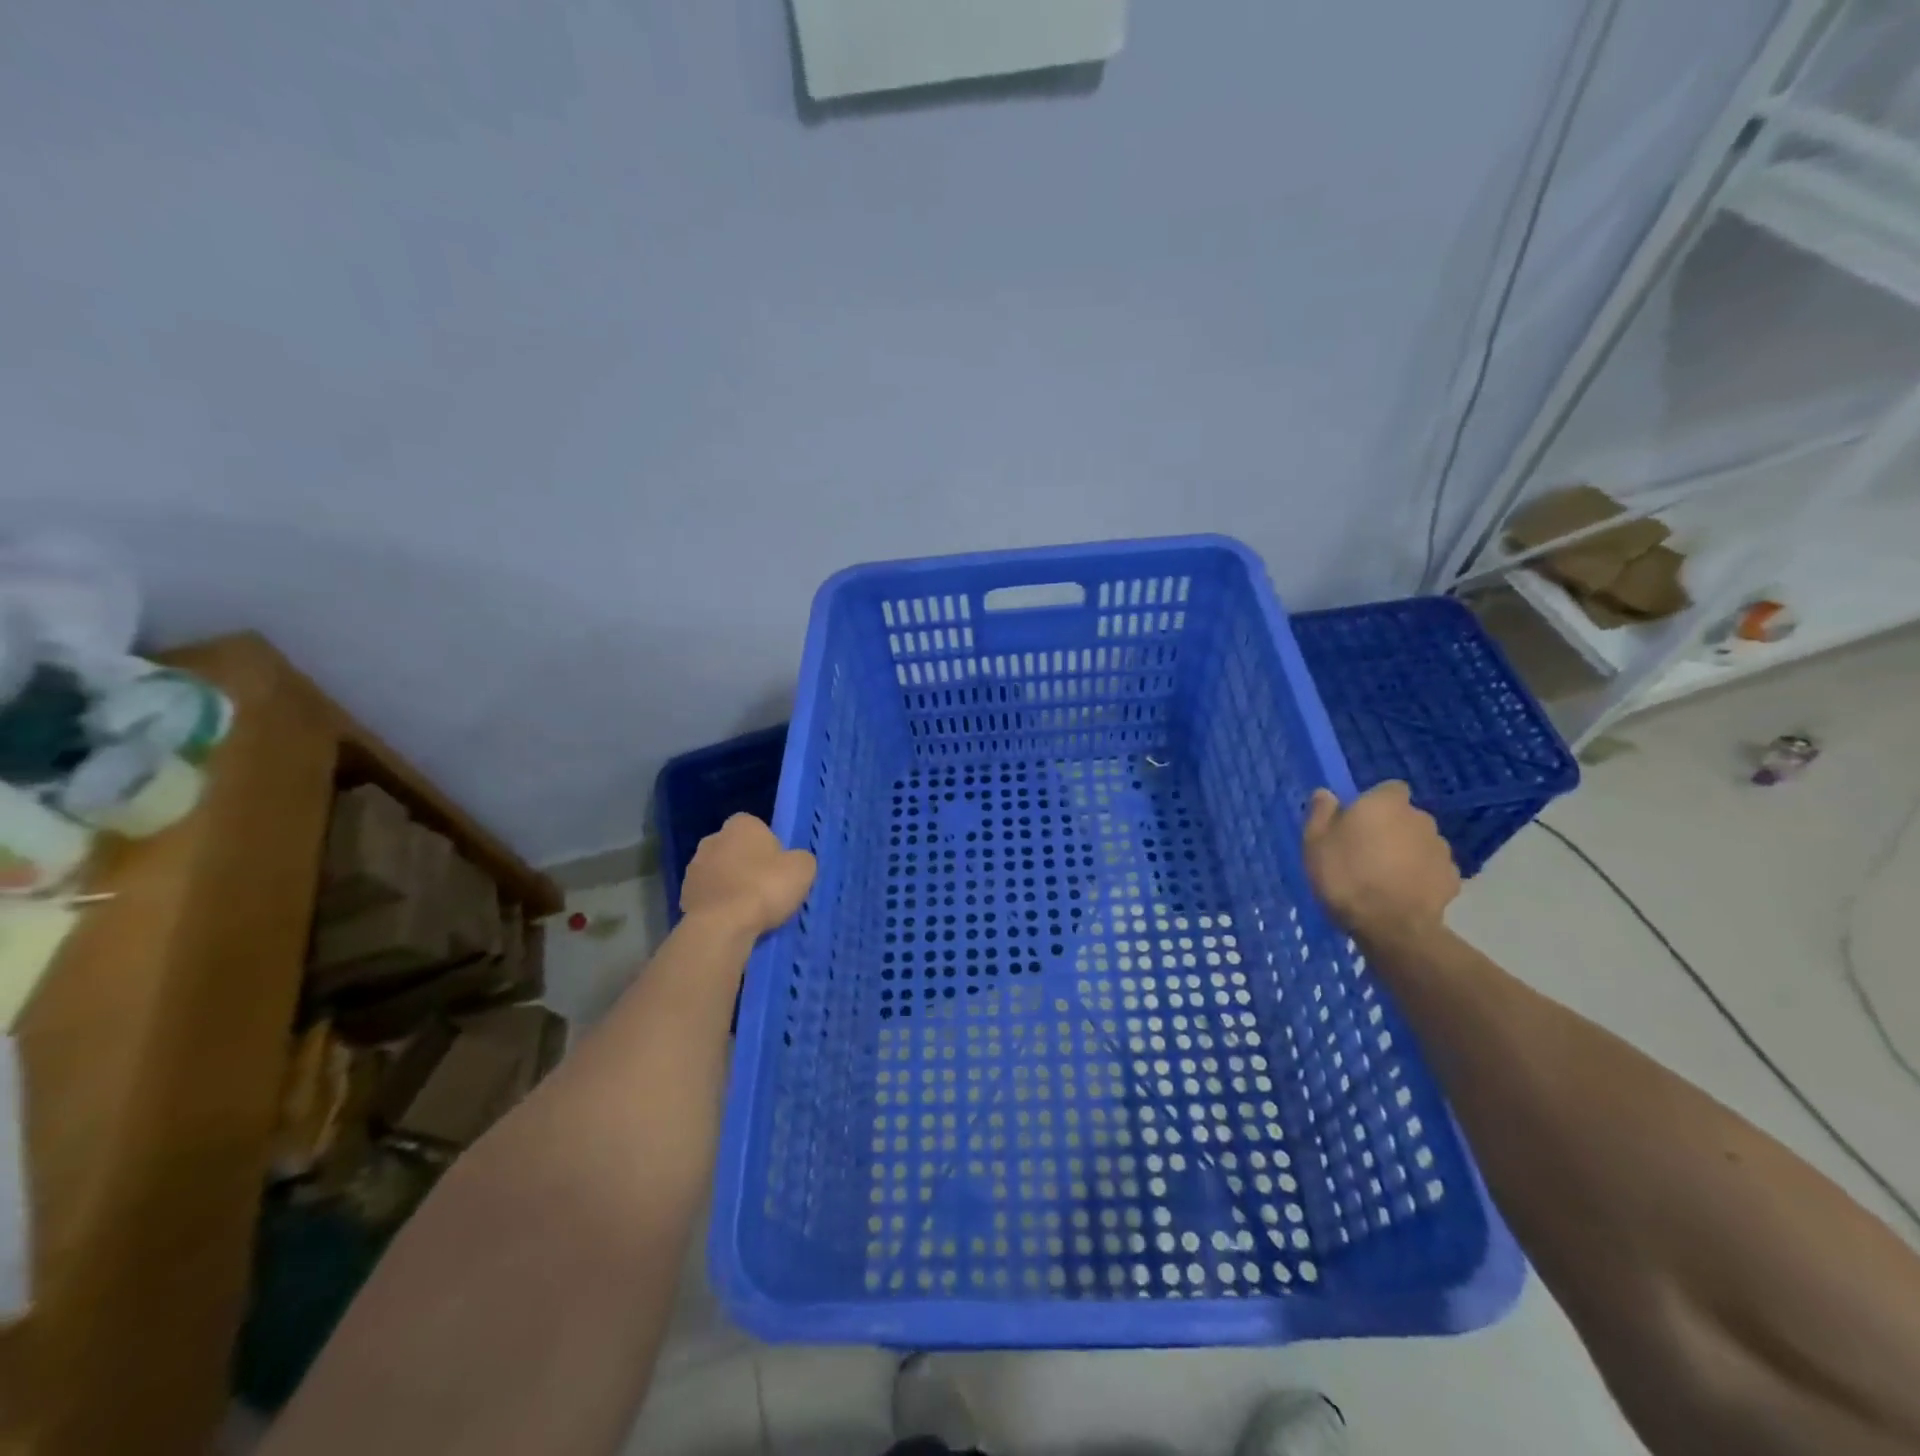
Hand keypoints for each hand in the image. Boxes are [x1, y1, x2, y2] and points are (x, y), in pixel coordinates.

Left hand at [679, 814, 815, 938]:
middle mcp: (712, 839)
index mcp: (740, 825)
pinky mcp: (683, 895)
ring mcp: (694, 868)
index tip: (778, 866)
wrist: (723, 925)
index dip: (768, 845)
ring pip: (719, 872)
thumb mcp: (803, 869)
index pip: (755, 827)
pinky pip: (708, 895)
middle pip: (735, 849)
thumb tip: (794, 861)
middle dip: (746, 863)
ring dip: (730, 884)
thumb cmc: (766, 887)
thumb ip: (800, 858)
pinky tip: (732, 920)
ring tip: (748, 908)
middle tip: (765, 887)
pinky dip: (718, 904)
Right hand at [1302, 781, 1459, 939]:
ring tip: (1384, 877)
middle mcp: (1420, 818)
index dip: (1375, 803)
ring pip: (1420, 843)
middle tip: (1366, 852)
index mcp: (1385, 804)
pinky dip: (1420, 876)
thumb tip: (1325, 793)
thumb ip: (1321, 813)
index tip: (1358, 821)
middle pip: (1405, 816)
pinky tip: (1402, 894)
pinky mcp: (1452, 878)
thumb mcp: (1315, 843)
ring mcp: (1441, 849)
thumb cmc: (1345, 876)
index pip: (1389, 789)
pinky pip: (1431, 869)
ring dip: (1407, 852)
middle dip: (1391, 828)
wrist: (1390, 926)